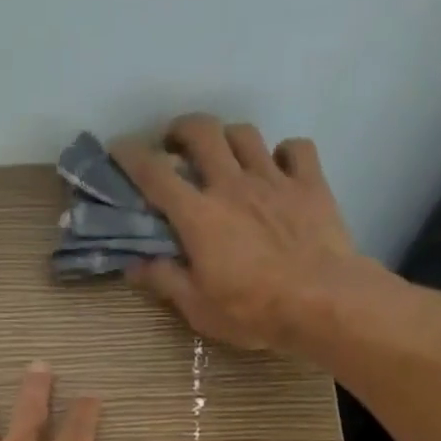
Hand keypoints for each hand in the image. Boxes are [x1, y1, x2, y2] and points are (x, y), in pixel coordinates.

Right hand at [111, 114, 381, 351]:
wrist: (322, 301)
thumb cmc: (253, 311)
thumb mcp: (198, 308)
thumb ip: (165, 281)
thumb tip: (134, 265)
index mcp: (199, 215)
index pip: (155, 173)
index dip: (131, 155)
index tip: (119, 149)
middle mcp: (232, 184)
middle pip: (202, 132)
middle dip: (181, 130)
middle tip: (175, 146)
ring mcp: (274, 179)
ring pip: (245, 134)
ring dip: (228, 138)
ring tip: (224, 157)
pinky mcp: (310, 183)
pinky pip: (296, 149)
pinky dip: (283, 153)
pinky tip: (279, 169)